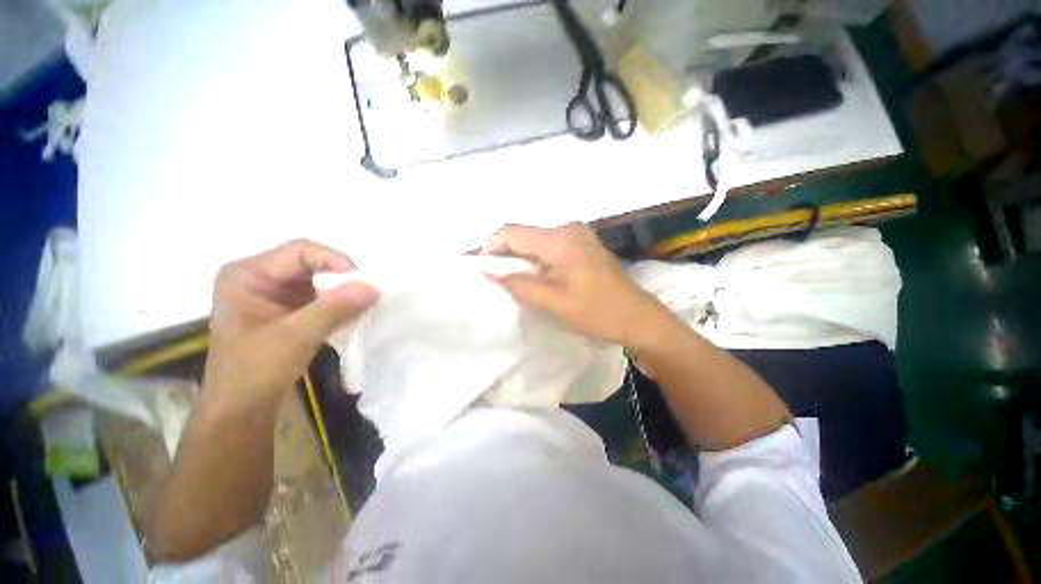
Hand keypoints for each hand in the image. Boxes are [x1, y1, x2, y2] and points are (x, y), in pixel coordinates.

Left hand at [202, 240, 378, 409]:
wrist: (240, 411)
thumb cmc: (255, 372)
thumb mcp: (296, 336)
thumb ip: (335, 308)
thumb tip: (374, 287)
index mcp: (247, 274)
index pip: (301, 251)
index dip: (335, 262)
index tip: (363, 284)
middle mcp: (259, 277)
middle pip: (312, 264)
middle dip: (342, 280)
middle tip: (367, 296)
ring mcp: (274, 294)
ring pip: (320, 281)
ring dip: (343, 293)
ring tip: (363, 307)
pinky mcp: (287, 310)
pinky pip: (320, 298)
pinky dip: (339, 305)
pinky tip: (352, 316)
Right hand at [482, 223, 668, 348]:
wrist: (639, 319)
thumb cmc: (596, 313)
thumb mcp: (552, 303)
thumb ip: (518, 285)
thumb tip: (489, 272)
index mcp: (560, 239)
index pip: (511, 232)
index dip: (491, 248)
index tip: (482, 270)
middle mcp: (568, 228)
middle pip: (524, 235)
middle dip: (507, 256)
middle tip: (499, 282)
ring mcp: (578, 235)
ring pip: (536, 242)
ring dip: (522, 260)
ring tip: (518, 284)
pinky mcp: (583, 244)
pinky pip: (550, 247)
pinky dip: (537, 261)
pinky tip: (539, 279)